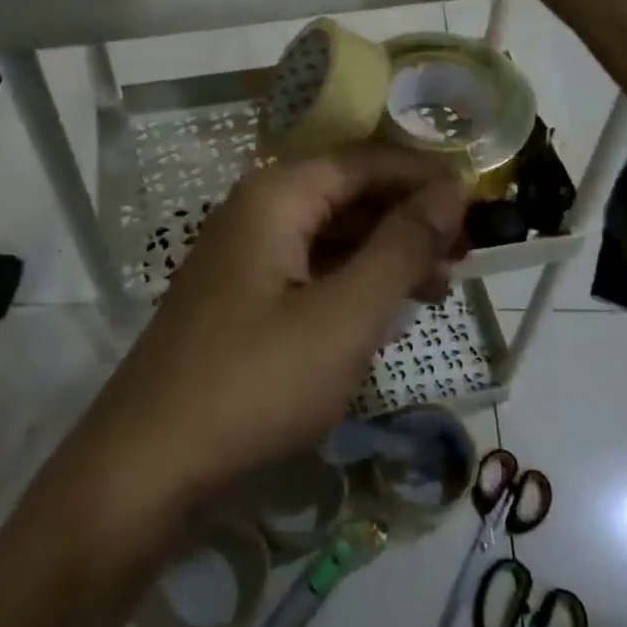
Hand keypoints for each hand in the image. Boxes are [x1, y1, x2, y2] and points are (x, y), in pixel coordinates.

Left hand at [78, 145, 469, 503]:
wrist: (147, 464)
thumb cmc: (256, 380)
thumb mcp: (346, 313)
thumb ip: (402, 245)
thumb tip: (452, 188)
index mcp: (276, 196)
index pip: (366, 162)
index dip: (424, 177)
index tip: (480, 203)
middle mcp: (255, 212)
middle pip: (347, 195)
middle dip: (408, 219)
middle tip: (465, 256)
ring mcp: (242, 257)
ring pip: (329, 236)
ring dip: (384, 254)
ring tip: (437, 287)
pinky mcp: (239, 299)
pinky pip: (307, 272)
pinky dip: (350, 283)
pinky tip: (382, 312)